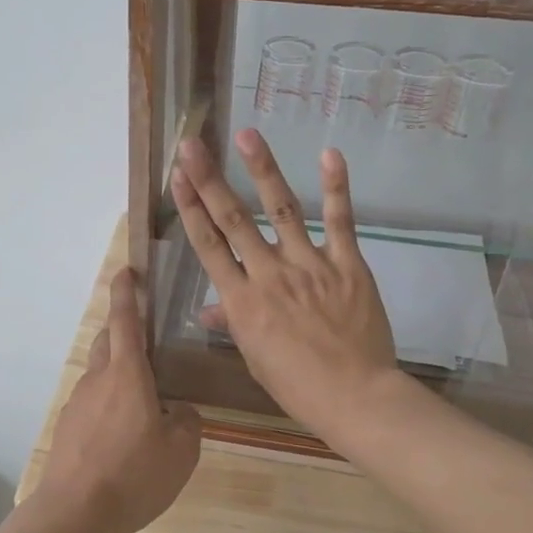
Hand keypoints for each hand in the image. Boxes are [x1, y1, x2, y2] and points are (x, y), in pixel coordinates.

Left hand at [38, 268, 201, 532]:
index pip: (125, 319)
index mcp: (127, 373)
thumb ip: (186, 420)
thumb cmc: (135, 474)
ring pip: (99, 374)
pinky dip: (108, 404)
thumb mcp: (182, 450)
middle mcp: (98, 379)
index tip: (127, 271)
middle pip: (107, 341)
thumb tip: (177, 410)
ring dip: (118, 375)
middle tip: (147, 345)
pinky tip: (123, 436)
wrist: (76, 512)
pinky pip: (92, 402)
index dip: (126, 292)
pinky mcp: (68, 427)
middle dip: (122, 332)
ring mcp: (78, 402)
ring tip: (143, 405)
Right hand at [172, 130, 403, 445]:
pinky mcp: (347, 264)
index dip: (190, 208)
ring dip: (262, 170)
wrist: (355, 397)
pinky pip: (339, 222)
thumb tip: (206, 309)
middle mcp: (269, 274)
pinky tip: (329, 154)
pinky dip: (336, 188)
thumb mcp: (254, 357)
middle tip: (192, 144)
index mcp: (242, 301)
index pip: (208, 245)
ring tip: (246, 135)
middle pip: (233, 220)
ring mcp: (310, 265)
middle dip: (209, 180)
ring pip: (281, 210)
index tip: (177, 177)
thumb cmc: (297, 385)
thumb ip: (232, 323)